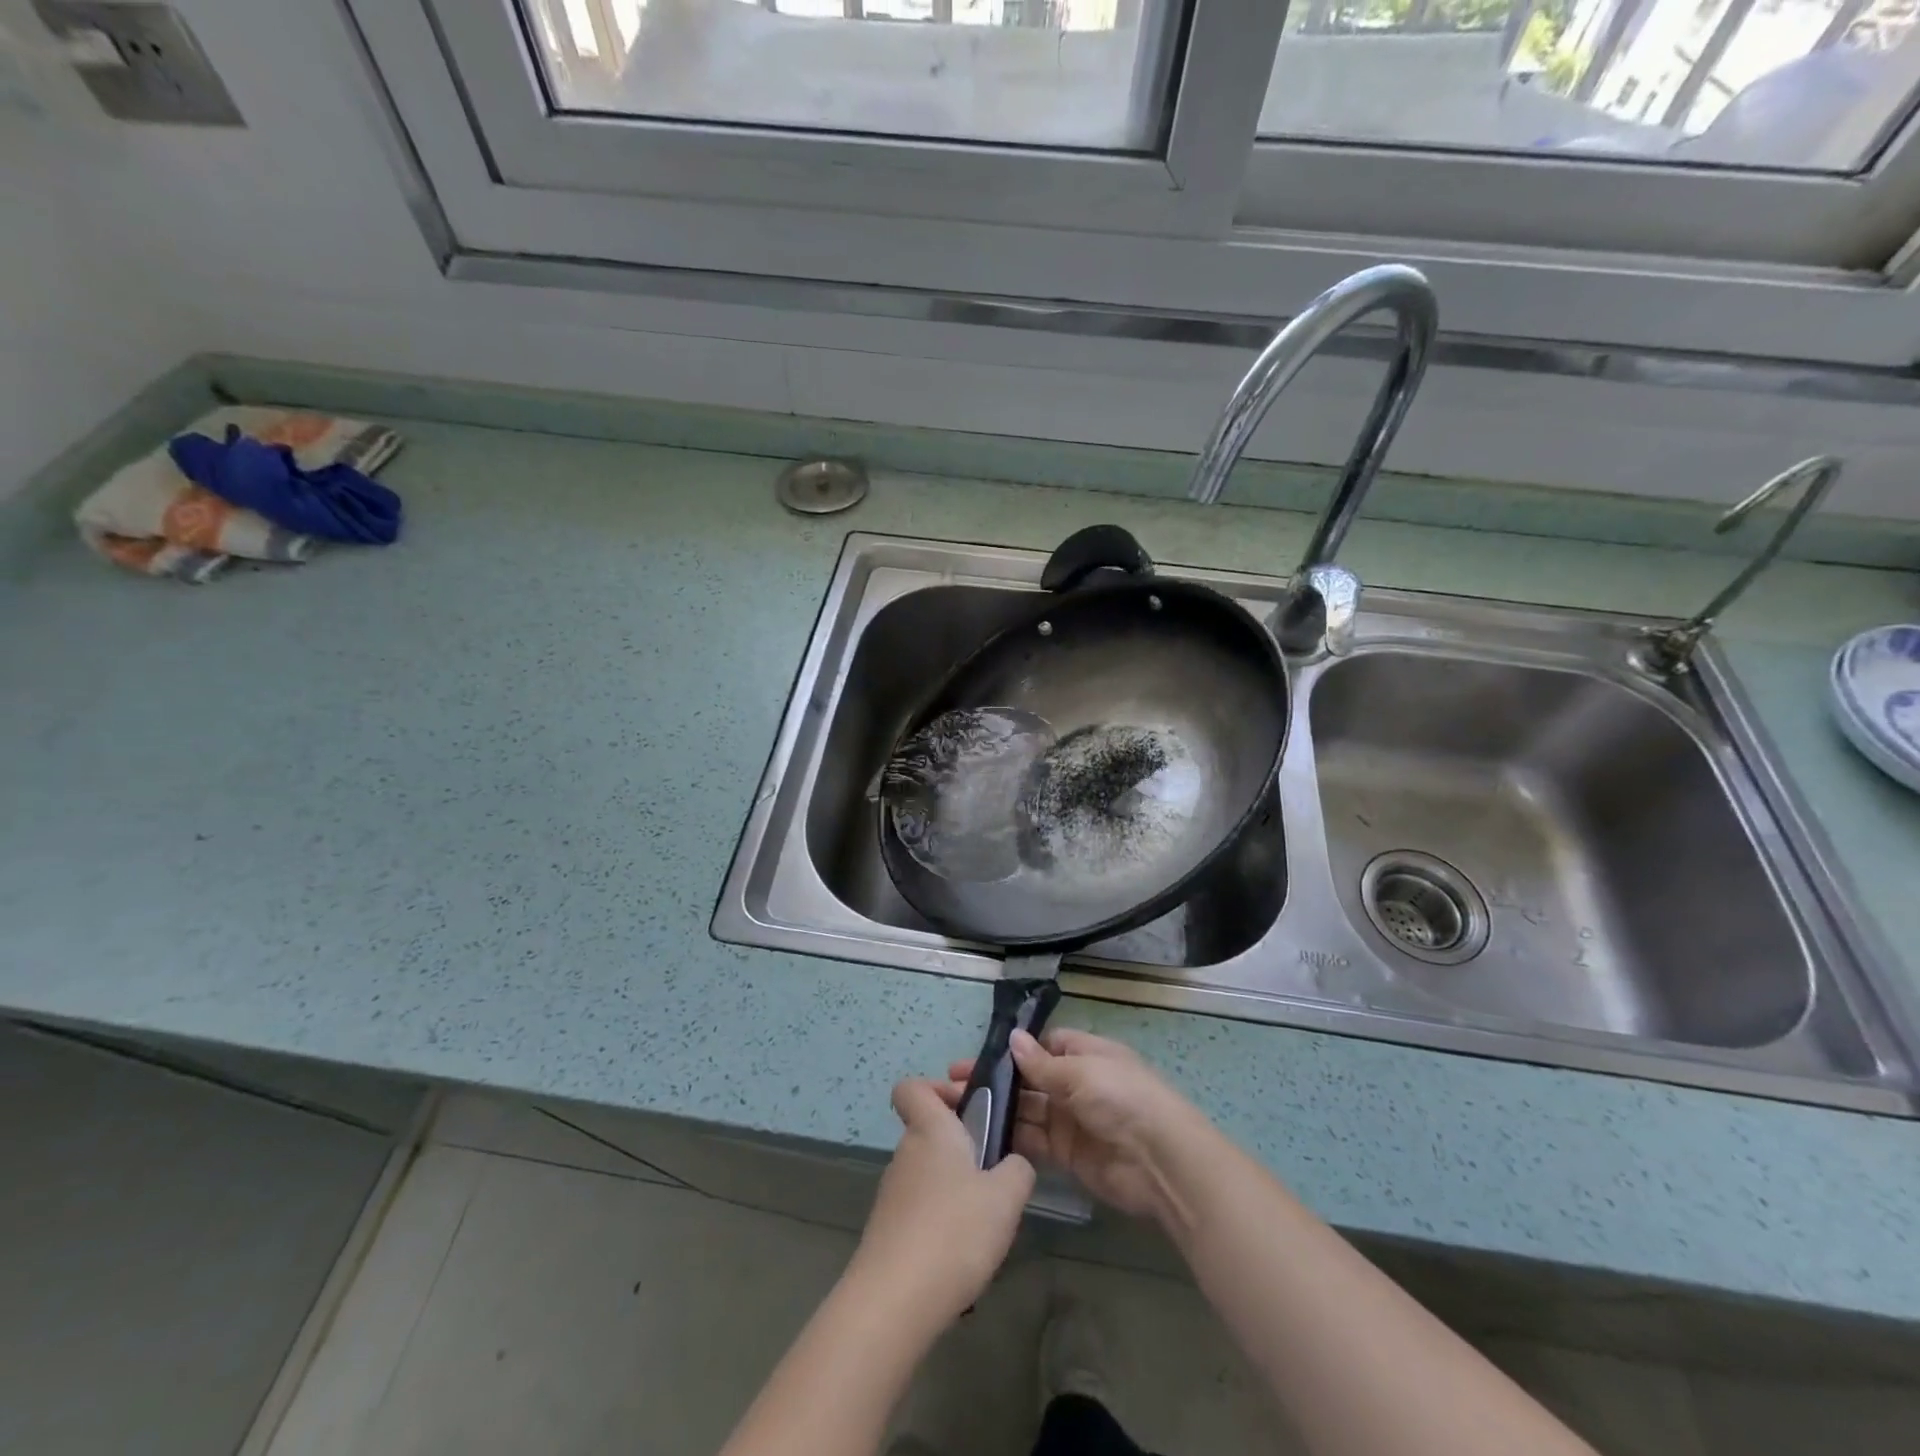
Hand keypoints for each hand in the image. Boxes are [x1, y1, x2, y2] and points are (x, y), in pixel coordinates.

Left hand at [846, 1079, 1035, 1331]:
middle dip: (962, 1147)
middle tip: (996, 1175)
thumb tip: (1013, 1164)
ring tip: (985, 1223)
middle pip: (928, 1132)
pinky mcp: (888, 1230)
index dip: (937, 1088)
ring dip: (955, 1187)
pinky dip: (941, 1222)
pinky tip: (962, 1255)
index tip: (968, 1108)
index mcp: (930, 1130)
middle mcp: (906, 1153)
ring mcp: (892, 1193)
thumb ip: (1018, 1169)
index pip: (912, 1087)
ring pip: (928, 1173)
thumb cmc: (954, 1231)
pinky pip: (920, 1210)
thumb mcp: (1006, 1197)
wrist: (895, 1301)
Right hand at [947, 1028, 1200, 1224]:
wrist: (1159, 1161)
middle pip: (1029, 1079)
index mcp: (1084, 1054)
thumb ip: (1041, 1063)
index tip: (978, 1057)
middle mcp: (1076, 1084)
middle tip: (953, 1085)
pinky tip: (981, 1137)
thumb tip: (1012, 1039)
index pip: (1043, 1045)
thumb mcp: (1080, 1072)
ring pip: (1027, 1110)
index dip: (1013, 1050)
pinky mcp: (1067, 1154)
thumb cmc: (1121, 1098)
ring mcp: (1070, 1120)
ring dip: (998, 1109)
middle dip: (996, 1081)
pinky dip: (1011, 1139)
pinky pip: (1034, 1141)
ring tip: (958, 1110)